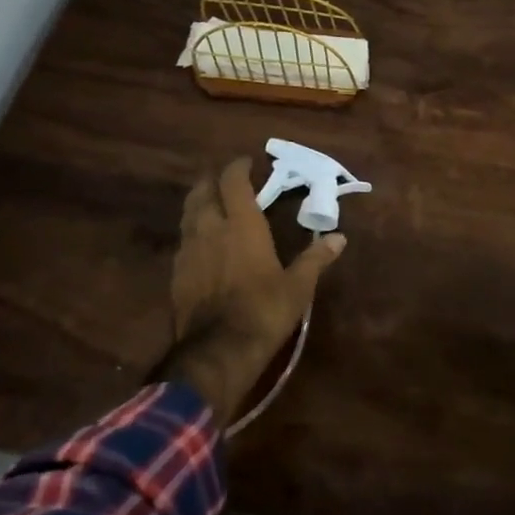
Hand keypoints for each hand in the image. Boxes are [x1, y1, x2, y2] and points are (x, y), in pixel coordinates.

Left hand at [172, 156, 344, 367]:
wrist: (217, 351)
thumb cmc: (264, 310)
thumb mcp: (298, 286)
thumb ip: (316, 258)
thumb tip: (339, 238)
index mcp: (242, 224)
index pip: (233, 181)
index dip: (238, 167)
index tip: (248, 162)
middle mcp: (211, 228)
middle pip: (203, 191)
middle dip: (213, 180)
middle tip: (226, 180)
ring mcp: (189, 250)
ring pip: (188, 214)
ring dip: (199, 203)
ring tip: (211, 205)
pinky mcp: (176, 274)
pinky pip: (183, 241)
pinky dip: (192, 232)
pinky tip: (201, 244)